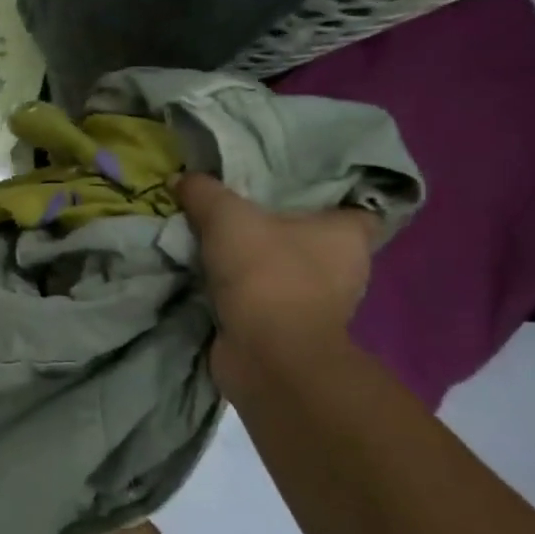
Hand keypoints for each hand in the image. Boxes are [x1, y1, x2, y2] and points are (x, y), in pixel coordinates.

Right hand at [172, 172, 378, 358]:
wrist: (266, 355)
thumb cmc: (266, 273)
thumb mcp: (226, 216)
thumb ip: (203, 191)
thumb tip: (180, 178)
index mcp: (348, 236)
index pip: (354, 207)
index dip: (327, 196)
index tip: (292, 187)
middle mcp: (345, 271)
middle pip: (313, 239)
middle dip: (281, 228)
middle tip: (241, 208)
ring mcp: (321, 306)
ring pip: (289, 271)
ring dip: (259, 263)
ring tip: (220, 241)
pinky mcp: (291, 332)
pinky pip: (268, 300)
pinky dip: (246, 293)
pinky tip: (214, 277)